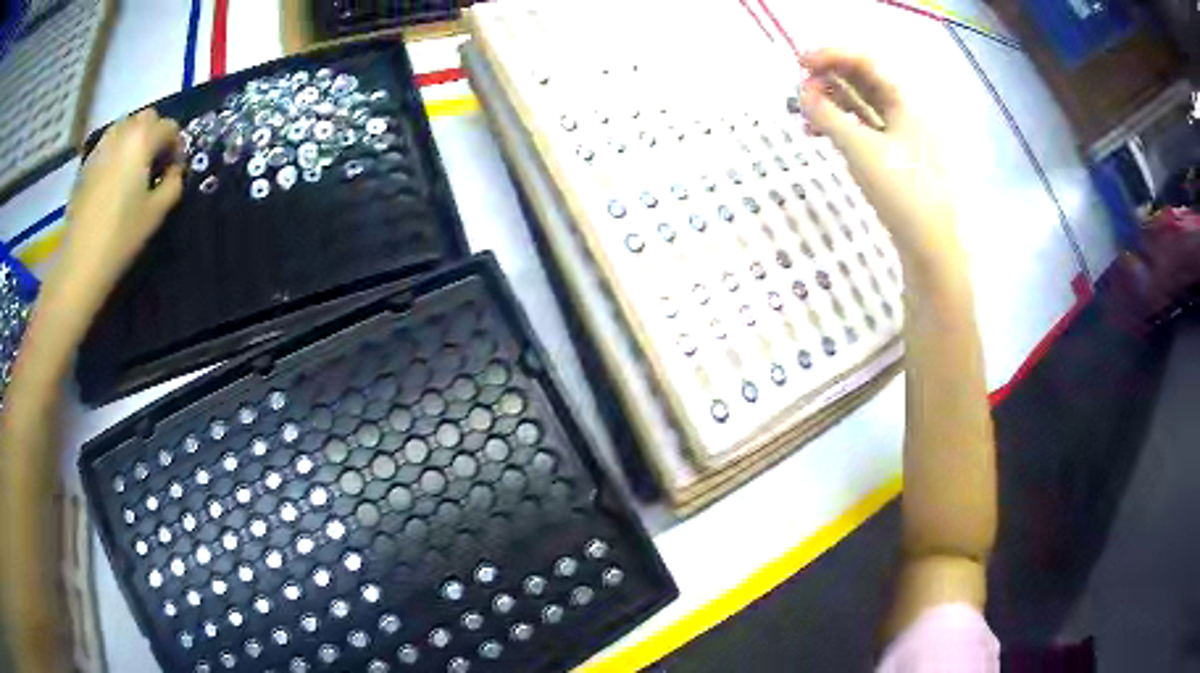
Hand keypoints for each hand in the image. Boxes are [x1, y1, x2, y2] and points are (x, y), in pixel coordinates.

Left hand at [54, 108, 183, 314]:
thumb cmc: (121, 236)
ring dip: (134, 141)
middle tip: (154, 167)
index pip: (171, 127)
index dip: (177, 148)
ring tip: (132, 172)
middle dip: (155, 136)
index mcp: (143, 138)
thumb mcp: (157, 213)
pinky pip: (108, 145)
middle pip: (147, 118)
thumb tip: (174, 172)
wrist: (80, 263)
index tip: (174, 172)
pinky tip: (113, 181)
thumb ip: (173, 183)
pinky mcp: (87, 163)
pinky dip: (116, 153)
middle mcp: (123, 131)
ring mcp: (101, 145)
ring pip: (126, 127)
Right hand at [796, 50, 963, 283]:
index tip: (799, 62)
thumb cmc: (901, 192)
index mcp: (905, 104)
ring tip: (805, 111)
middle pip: (865, 81)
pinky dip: (842, 127)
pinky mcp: (897, 160)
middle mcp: (906, 115)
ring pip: (864, 107)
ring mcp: (903, 138)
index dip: (832, 56)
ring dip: (833, 103)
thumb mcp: (861, 150)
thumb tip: (803, 93)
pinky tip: (821, 134)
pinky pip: (865, 130)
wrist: (930, 247)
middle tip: (799, 86)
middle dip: (830, 78)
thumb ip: (829, 117)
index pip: (866, 63)